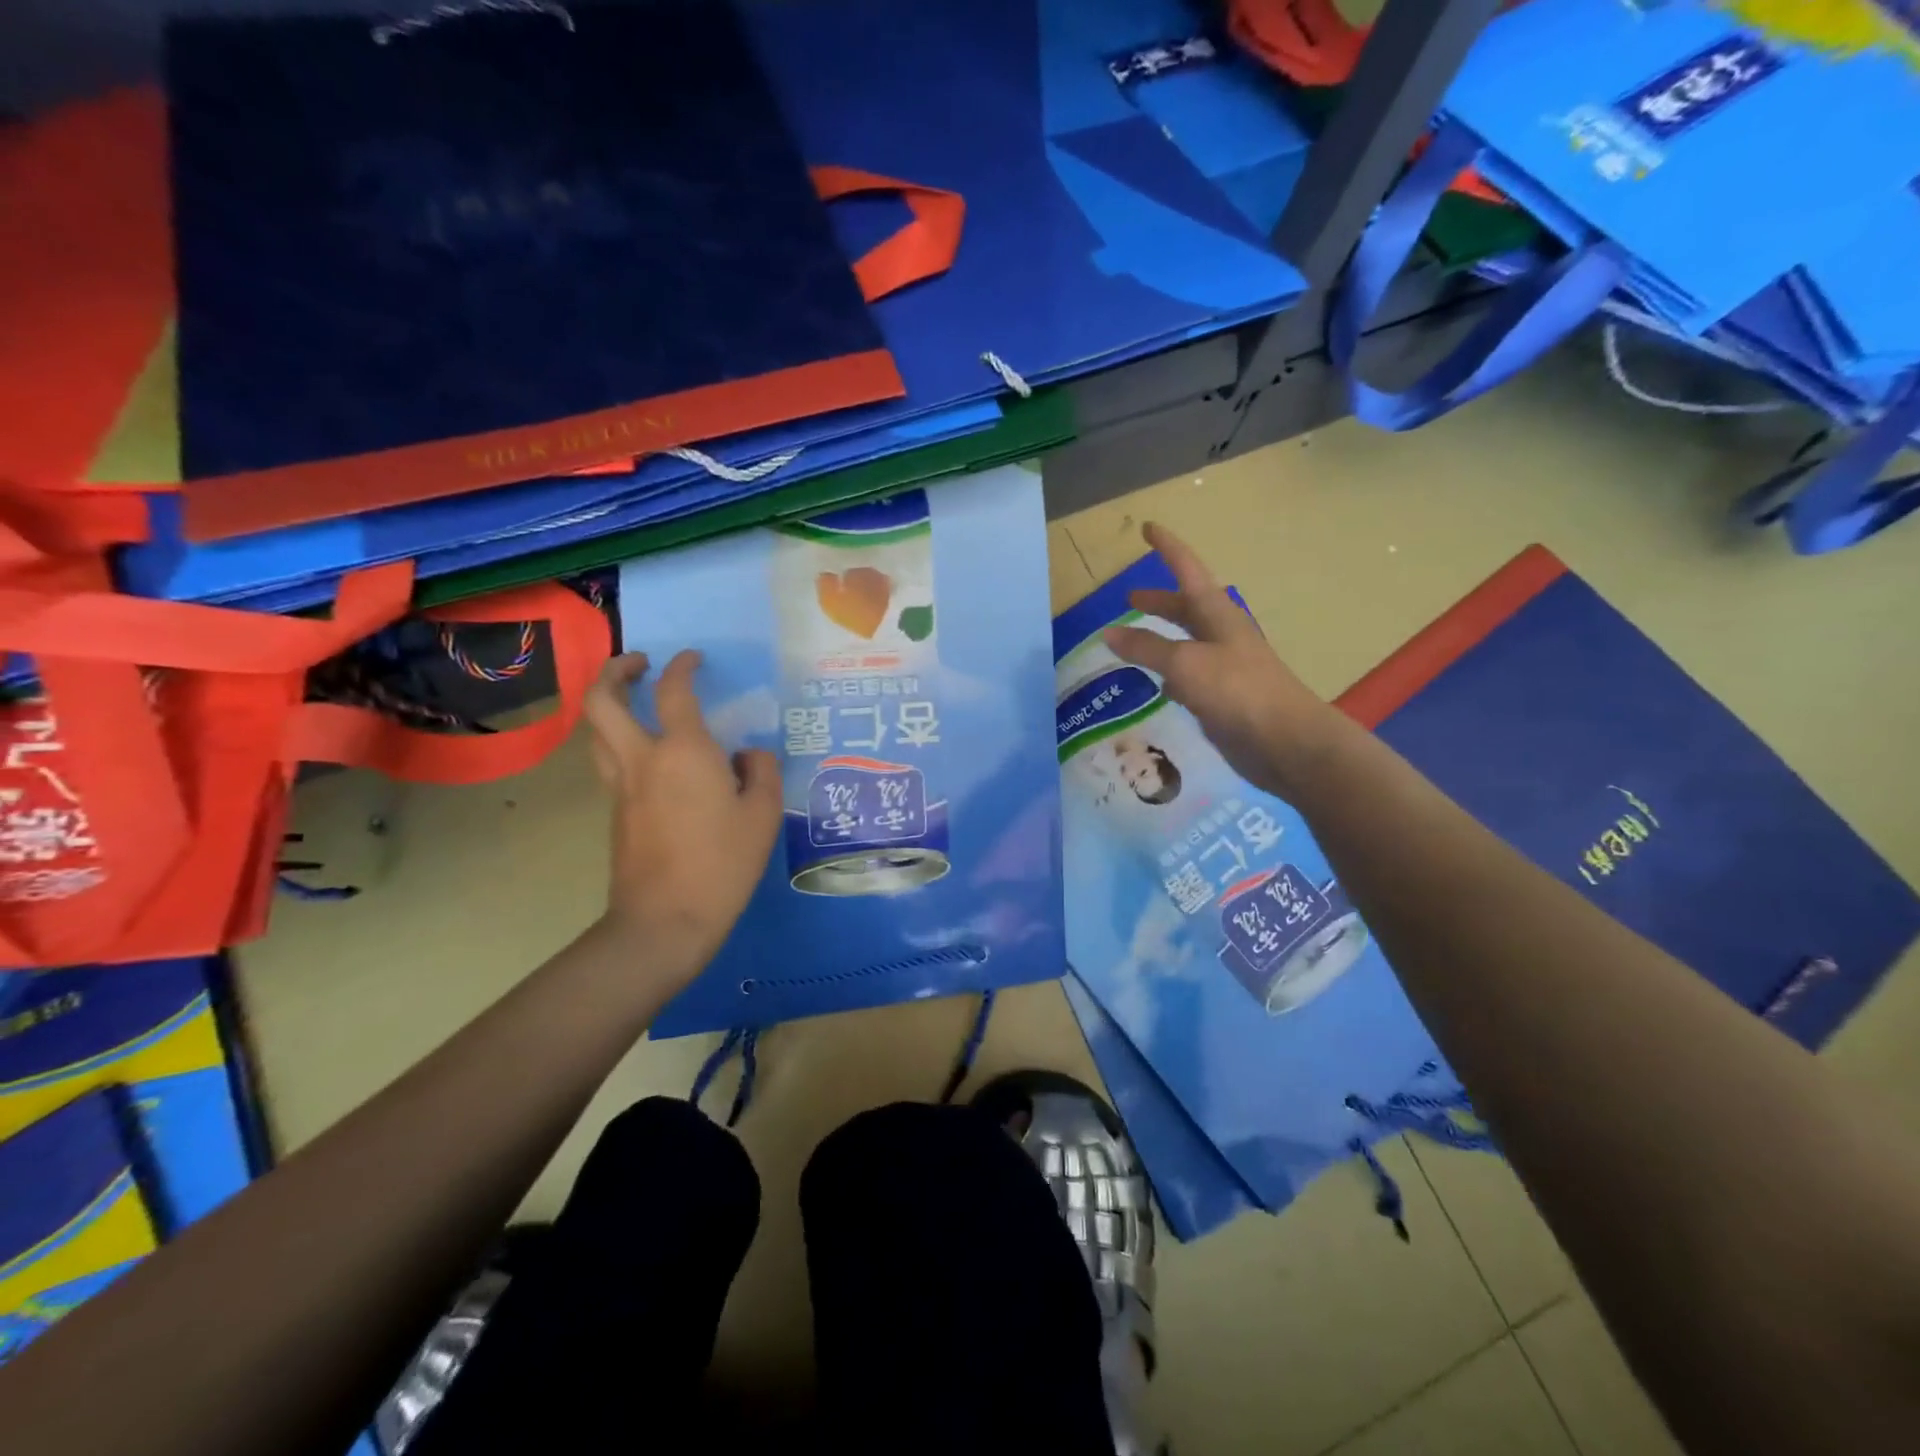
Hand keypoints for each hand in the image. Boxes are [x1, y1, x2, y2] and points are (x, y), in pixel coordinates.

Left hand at [582, 650, 781, 978]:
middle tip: (639, 664)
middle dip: (614, 671)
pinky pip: (608, 761)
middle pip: (602, 700)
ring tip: (634, 702)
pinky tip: (651, 757)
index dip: (683, 666)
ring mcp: (621, 786)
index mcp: (684, 752)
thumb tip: (747, 756)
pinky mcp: (615, 812)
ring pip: (595, 731)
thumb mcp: (764, 815)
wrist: (666, 919)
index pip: (674, 691)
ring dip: (607, 705)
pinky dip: (619, 741)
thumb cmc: (723, 863)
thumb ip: (761, 772)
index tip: (693, 658)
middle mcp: (642, 758)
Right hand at [1103, 522, 1348, 799]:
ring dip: (1161, 640)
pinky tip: (1157, 686)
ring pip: (1186, 644)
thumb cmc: (1237, 690)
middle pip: (1186, 609)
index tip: (1147, 528)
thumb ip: (1146, 648)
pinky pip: (1190, 676)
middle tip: (1130, 599)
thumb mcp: (1185, 663)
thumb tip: (1108, 633)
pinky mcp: (1222, 698)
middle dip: (1159, 602)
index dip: (1168, 548)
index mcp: (1217, 614)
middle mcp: (1221, 635)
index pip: (1188, 570)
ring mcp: (1224, 667)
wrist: (1285, 741)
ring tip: (1132, 644)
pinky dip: (1169, 674)